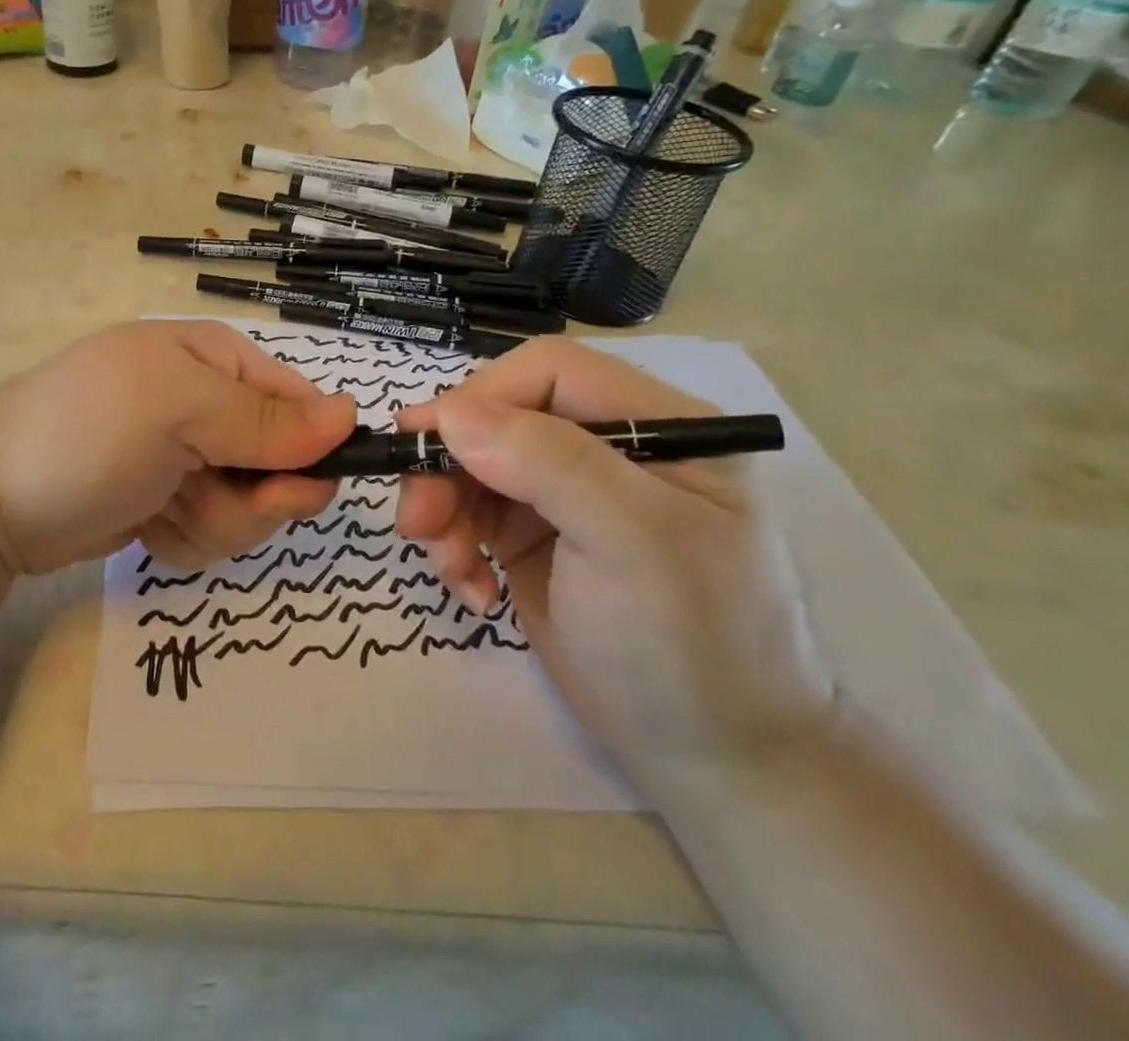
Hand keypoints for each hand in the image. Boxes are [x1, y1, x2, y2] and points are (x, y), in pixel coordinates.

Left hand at [0, 321, 357, 577]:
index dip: (305, 452)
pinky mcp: (171, 501)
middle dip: (248, 499)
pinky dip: (184, 539)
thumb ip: (263, 419)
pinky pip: (215, 532)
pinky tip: (145, 526)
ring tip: (159, 511)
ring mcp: (190, 457)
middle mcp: (210, 405)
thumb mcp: (175, 411)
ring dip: (212, 524)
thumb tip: (350, 415)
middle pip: (283, 465)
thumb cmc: (84, 434)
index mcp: (217, 360)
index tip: (280, 490)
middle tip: (198, 498)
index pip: (301, 405)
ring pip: (252, 508)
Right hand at [395, 337, 832, 786]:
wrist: (711, 758)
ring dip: (443, 510)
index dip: (482, 396)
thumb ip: (548, 465)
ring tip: (449, 568)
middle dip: (448, 466)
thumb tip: (450, 414)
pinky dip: (454, 545)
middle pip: (496, 417)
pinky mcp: (531, 533)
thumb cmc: (692, 644)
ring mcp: (564, 491)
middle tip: (417, 522)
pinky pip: (467, 511)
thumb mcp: (633, 545)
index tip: (425, 441)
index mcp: (655, 424)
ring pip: (470, 463)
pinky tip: (474, 591)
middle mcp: (605, 446)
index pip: (549, 371)